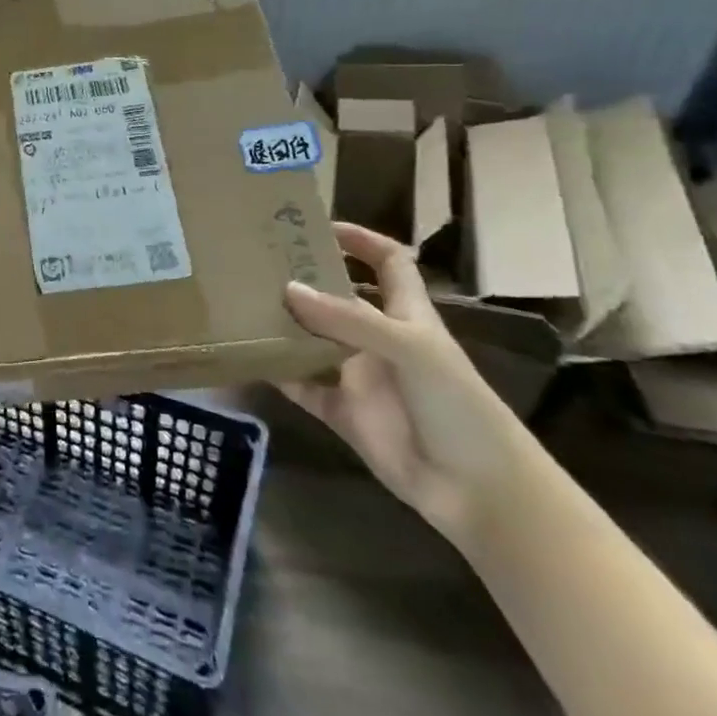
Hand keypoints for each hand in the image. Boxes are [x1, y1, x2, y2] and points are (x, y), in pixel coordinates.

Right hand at [277, 223, 539, 547]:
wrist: (476, 489)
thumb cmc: (456, 404)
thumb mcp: (408, 348)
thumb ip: (348, 319)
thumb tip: (288, 289)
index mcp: (405, 315)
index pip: (388, 262)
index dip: (361, 240)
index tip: (319, 226)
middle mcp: (377, 338)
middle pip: (338, 298)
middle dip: (305, 279)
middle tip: (258, 261)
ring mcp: (358, 376)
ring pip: (313, 340)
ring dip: (284, 325)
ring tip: (240, 302)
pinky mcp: (342, 412)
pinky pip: (302, 386)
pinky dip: (277, 374)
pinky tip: (246, 358)